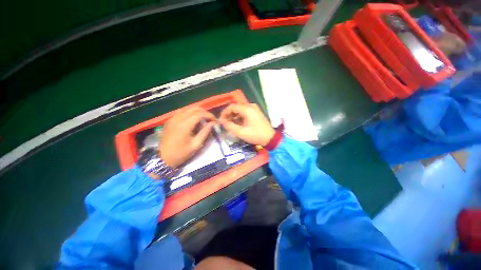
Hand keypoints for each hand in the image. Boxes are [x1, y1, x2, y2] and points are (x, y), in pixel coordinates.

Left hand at [160, 107, 214, 167]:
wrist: (163, 158)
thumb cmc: (180, 153)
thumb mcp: (195, 145)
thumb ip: (205, 132)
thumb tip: (212, 123)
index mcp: (185, 125)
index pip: (200, 114)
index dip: (209, 115)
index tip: (215, 120)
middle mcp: (178, 118)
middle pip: (194, 108)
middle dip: (204, 112)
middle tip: (210, 119)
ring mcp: (172, 118)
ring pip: (187, 108)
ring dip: (197, 111)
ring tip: (203, 118)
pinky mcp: (169, 120)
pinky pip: (181, 112)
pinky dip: (189, 113)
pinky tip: (192, 119)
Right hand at [219, 103, 274, 145]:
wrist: (270, 138)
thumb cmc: (255, 135)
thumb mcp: (241, 132)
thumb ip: (229, 126)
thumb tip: (221, 121)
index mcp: (247, 109)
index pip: (231, 107)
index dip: (224, 113)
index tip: (220, 121)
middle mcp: (251, 106)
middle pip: (236, 107)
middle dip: (229, 115)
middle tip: (225, 123)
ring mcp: (254, 109)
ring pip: (240, 110)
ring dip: (234, 116)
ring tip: (230, 125)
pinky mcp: (256, 112)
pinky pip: (245, 112)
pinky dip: (239, 117)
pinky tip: (237, 124)